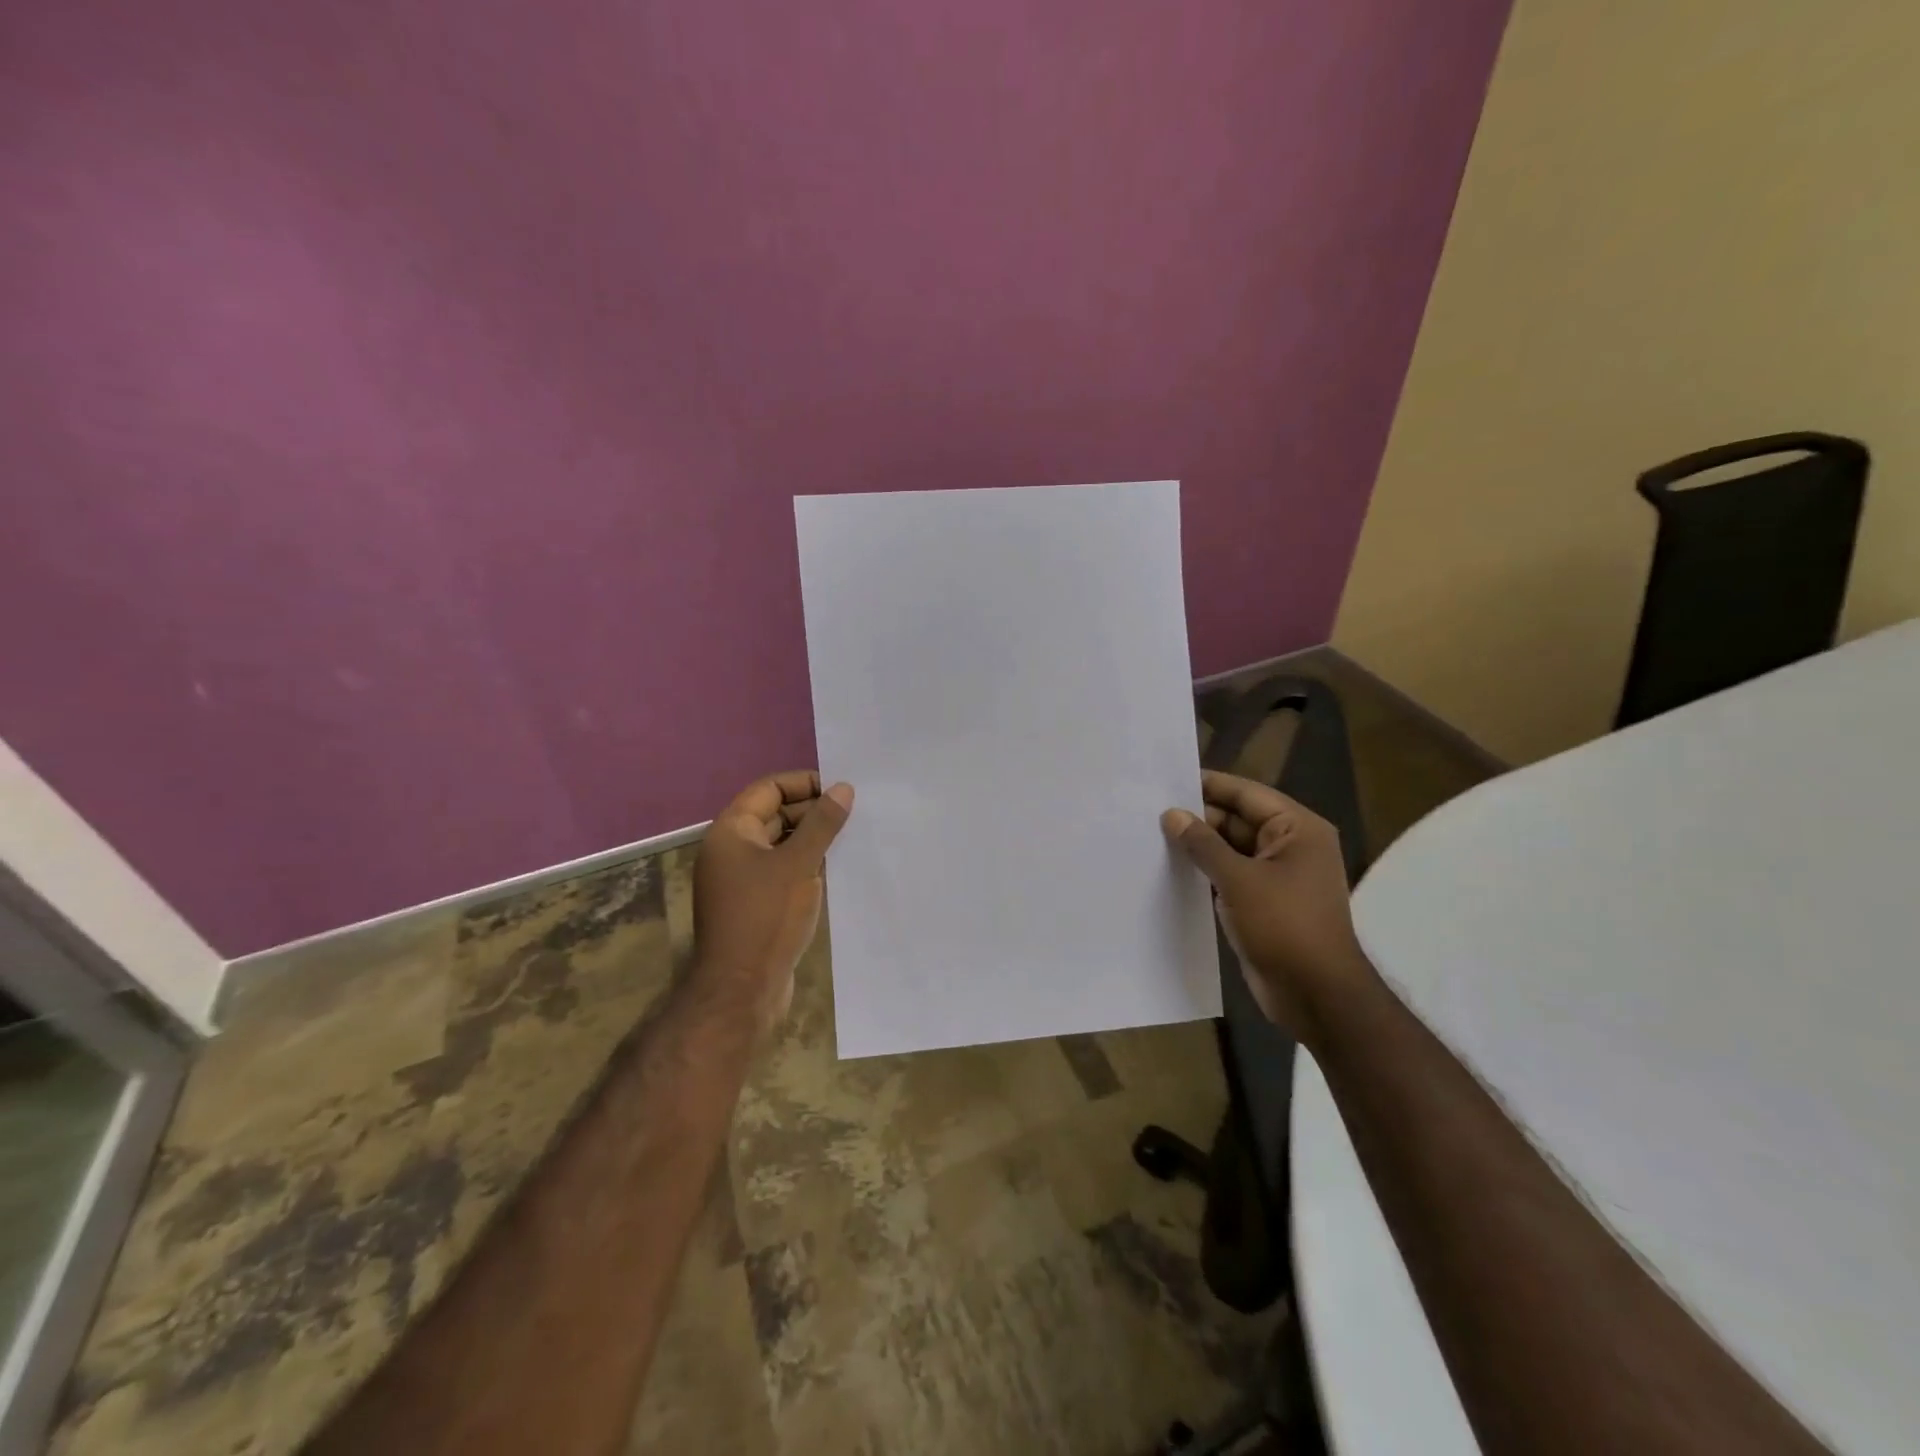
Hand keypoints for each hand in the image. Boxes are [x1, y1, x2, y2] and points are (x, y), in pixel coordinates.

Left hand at [693, 772, 853, 1033]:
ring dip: (813, 840)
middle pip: (775, 815)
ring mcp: (742, 880)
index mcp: (731, 832)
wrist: (742, 990)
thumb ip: (822, 824)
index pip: (769, 789)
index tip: (841, 790)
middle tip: (855, 813)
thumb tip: (843, 788)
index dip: (805, 784)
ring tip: (853, 837)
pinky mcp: (755, 905)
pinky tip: (838, 869)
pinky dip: (807, 866)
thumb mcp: (799, 864)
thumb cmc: (767, 917)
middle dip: (813, 812)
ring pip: (782, 845)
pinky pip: (783, 872)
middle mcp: (732, 850)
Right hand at [1162, 770, 1372, 1042]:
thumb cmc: (1284, 927)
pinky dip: (1205, 871)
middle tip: (1150, 811)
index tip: (1166, 779)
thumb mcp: (1239, 880)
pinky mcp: (1264, 902)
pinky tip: (1171, 869)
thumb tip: (1171, 814)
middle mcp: (1291, 846)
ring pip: (1231, 848)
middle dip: (1199, 817)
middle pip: (1238, 819)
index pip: (1246, 794)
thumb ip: (1203, 844)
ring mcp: (1278, 876)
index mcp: (1297, 829)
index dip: (1208, 785)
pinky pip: (1230, 875)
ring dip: (1199, 846)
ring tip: (1152, 836)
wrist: (1317, 996)